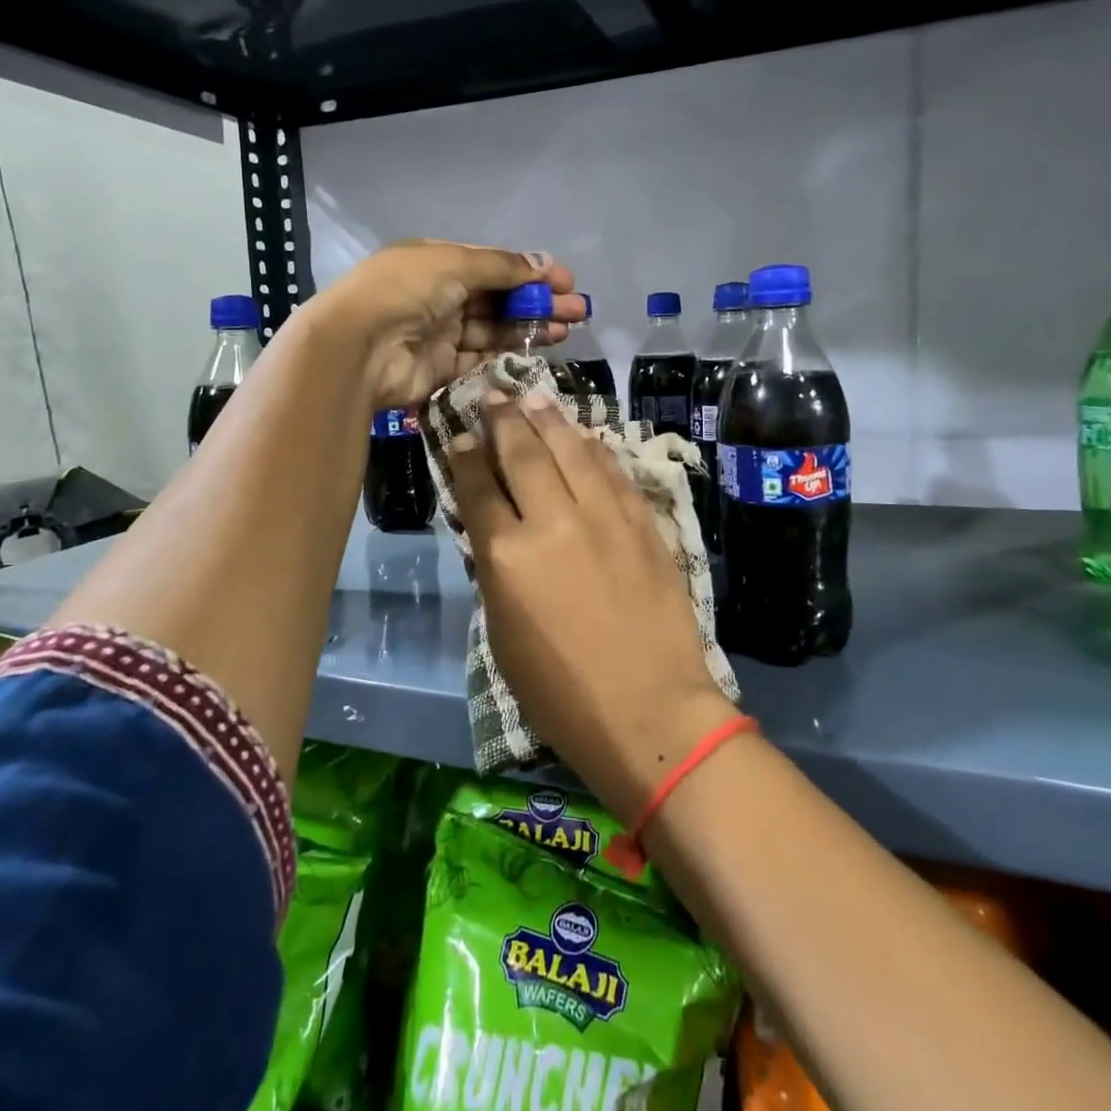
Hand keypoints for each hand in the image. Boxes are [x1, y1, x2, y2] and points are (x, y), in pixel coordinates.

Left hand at [312, 240, 582, 411]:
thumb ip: (501, 267)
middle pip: (498, 298)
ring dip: (530, 327)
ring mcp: (440, 333)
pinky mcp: (441, 368)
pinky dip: (508, 353)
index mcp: (437, 262)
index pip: (492, 265)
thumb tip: (542, 264)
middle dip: (538, 302)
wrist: (359, 347)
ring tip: (567, 330)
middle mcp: (439, 295)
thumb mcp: (454, 263)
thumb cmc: (405, 291)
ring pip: (494, 329)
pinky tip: (538, 351)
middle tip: (577, 310)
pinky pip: (481, 358)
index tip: (565, 281)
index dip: (529, 273)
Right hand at [448, 393, 737, 820]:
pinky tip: (585, 435)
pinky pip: (614, 470)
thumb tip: (495, 527)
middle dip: (502, 420)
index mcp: (508, 556)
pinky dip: (594, 447)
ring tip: (533, 397)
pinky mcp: (643, 522)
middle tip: (492, 397)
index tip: (459, 436)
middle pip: (522, 453)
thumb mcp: (503, 635)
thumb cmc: (561, 693)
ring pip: (571, 448)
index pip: (478, 487)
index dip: (464, 456)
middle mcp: (553, 521)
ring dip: (548, 419)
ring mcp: (604, 516)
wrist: (650, 712)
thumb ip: (496, 570)